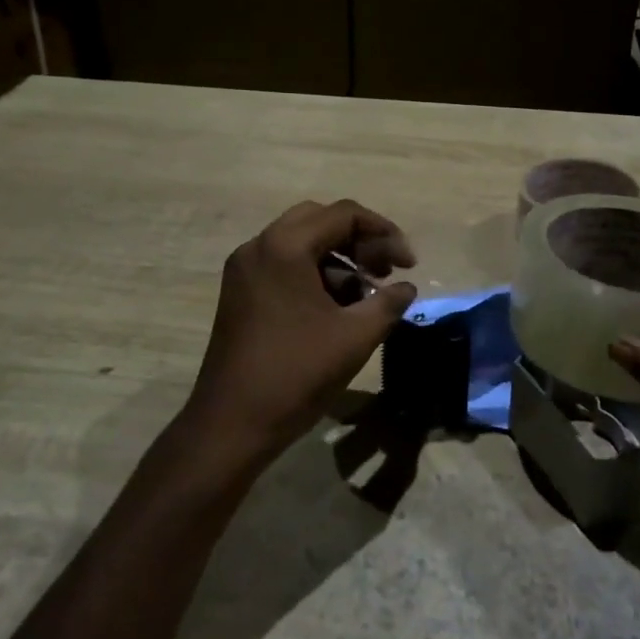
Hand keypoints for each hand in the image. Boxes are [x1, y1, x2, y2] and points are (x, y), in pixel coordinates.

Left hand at [185, 200, 417, 465]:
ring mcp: (244, 269)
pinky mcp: (239, 291)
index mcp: (285, 247)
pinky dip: (314, 273)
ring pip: (300, 242)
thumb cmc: (296, 374)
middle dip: (359, 240)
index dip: (384, 232)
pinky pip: (283, 264)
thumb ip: (388, 302)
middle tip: (385, 270)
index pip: (344, 214)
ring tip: (366, 293)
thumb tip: (407, 287)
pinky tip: (336, 307)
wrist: (230, 424)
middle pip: (319, 220)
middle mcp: (259, 246)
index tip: (408, 264)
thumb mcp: (355, 337)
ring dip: (337, 258)